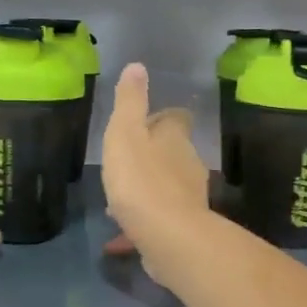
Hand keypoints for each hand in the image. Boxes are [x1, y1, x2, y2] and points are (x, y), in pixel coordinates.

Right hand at [101, 63, 211, 287]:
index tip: (141, 125)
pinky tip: (118, 240)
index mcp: (175, 138)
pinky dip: (141, 225)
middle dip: (151, 157)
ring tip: (117, 202)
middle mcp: (189, 163)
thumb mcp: (125, 133)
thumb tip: (138, 66)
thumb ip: (130, 101)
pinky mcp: (184, 228)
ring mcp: (190, 197)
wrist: (168, 236)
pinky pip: (160, 220)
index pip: (176, 118)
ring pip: (166, 187)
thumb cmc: (140, 179)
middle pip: (173, 153)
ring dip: (146, 190)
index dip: (160, 118)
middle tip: (124, 164)